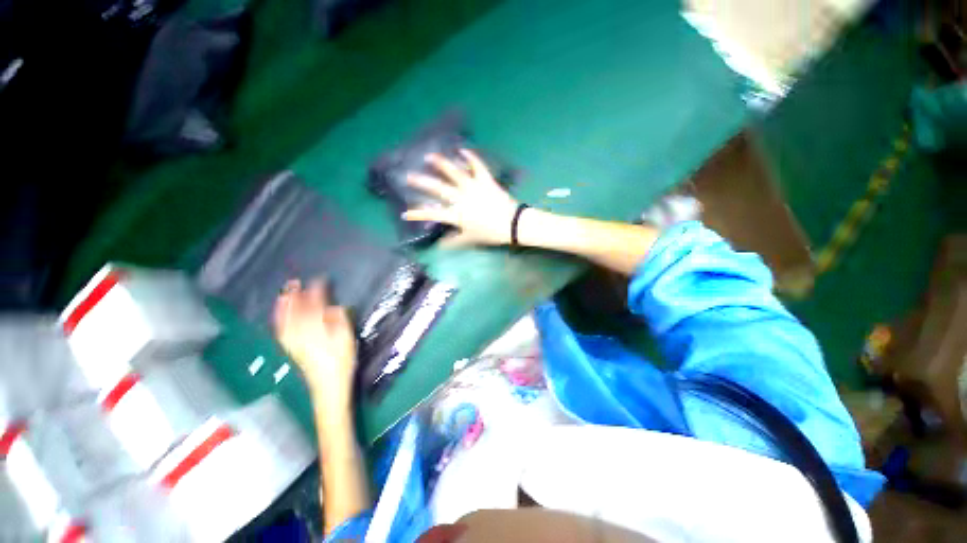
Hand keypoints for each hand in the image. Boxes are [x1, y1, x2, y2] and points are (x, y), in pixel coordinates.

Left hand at [274, 279, 356, 413]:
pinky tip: (279, 314)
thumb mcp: (346, 339)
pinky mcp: (291, 348)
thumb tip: (332, 307)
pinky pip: (281, 330)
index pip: (316, 306)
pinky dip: (279, 319)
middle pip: (296, 311)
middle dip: (295, 295)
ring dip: (283, 305)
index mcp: (318, 329)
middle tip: (294, 281)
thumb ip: (339, 321)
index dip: (317, 292)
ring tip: (284, 293)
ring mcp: (294, 341)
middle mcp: (302, 333)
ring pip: (285, 319)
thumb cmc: (342, 361)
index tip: (320, 280)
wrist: (328, 385)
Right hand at [402, 149, 519, 246]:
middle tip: (408, 176)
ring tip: (429, 156)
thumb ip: (454, 242)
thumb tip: (439, 246)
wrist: (512, 224)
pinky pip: (477, 166)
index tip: (404, 213)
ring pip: (454, 172)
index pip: (433, 214)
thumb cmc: (490, 233)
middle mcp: (461, 198)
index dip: (418, 214)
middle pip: (438, 189)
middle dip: (421, 182)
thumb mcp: (470, 239)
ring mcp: (473, 187)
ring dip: (440, 163)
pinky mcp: (485, 181)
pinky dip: (470, 157)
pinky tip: (462, 150)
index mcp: (457, 214)